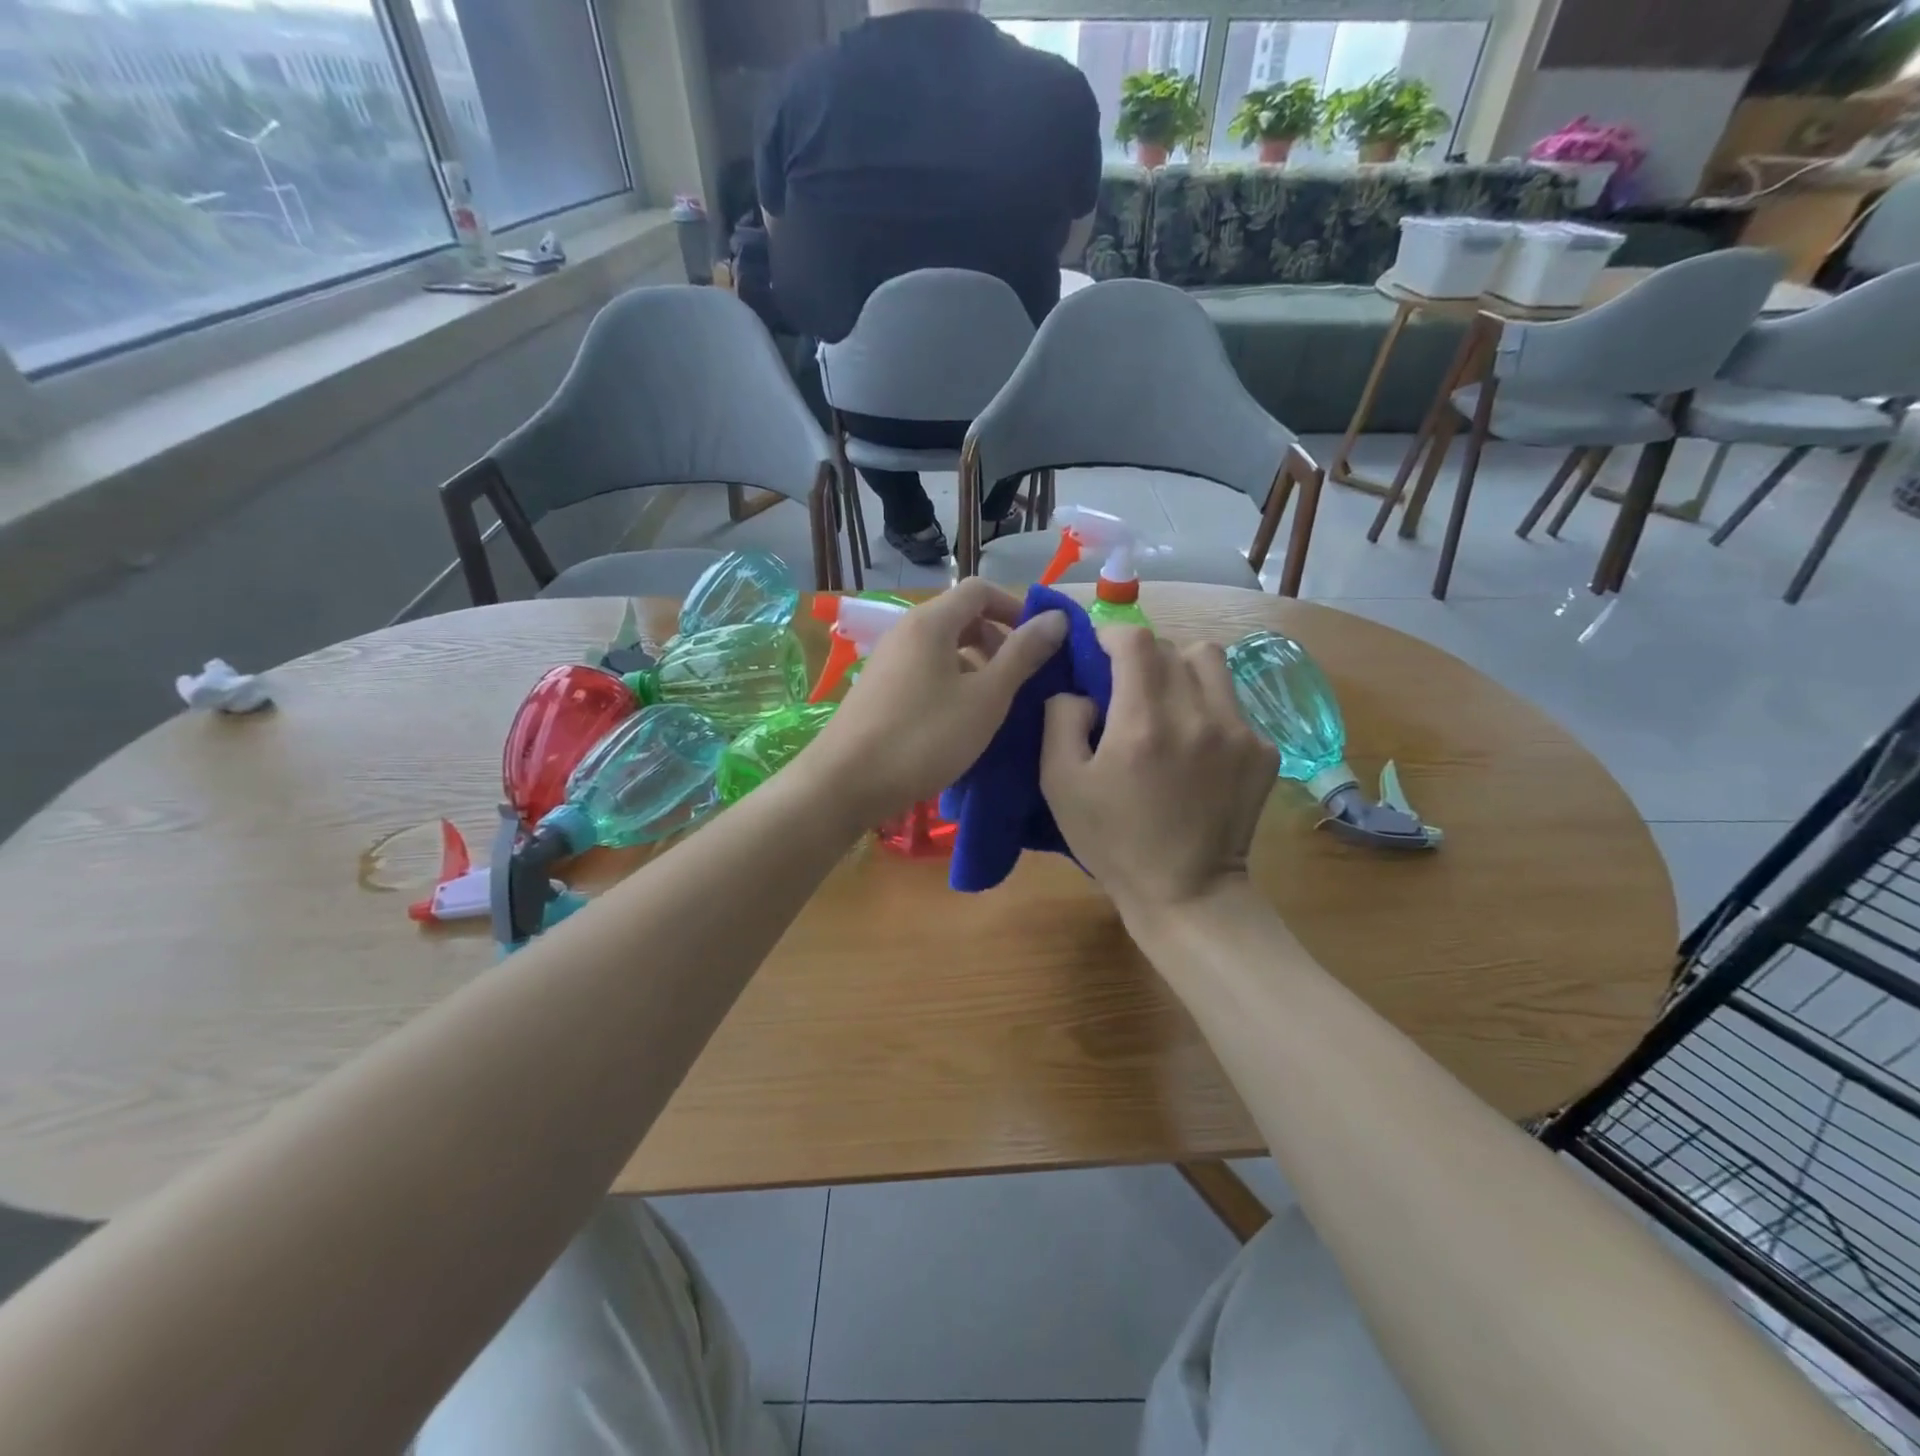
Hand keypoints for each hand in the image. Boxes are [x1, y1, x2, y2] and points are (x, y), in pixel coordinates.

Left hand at [806, 580, 1065, 824]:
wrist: (845, 783)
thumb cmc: (924, 737)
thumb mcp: (985, 698)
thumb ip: (1022, 656)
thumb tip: (1056, 618)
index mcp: (930, 623)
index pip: (980, 590)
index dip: (1015, 607)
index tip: (1040, 642)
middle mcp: (905, 632)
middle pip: (960, 617)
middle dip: (997, 639)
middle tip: (1021, 677)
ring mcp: (887, 662)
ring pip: (942, 649)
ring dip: (976, 666)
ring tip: (995, 704)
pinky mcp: (878, 690)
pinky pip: (925, 672)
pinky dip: (951, 684)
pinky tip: (960, 722)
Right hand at [1041, 626, 1277, 918]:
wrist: (1187, 892)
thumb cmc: (1113, 842)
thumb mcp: (1060, 784)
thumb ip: (1060, 720)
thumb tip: (1081, 690)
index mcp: (1143, 722)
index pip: (1135, 640)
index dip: (1111, 635)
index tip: (1098, 652)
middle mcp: (1197, 715)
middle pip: (1172, 646)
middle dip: (1143, 656)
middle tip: (1127, 686)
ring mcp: (1240, 731)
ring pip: (1211, 661)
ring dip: (1181, 669)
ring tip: (1166, 702)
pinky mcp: (1263, 750)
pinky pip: (1232, 701)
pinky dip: (1208, 706)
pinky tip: (1195, 743)